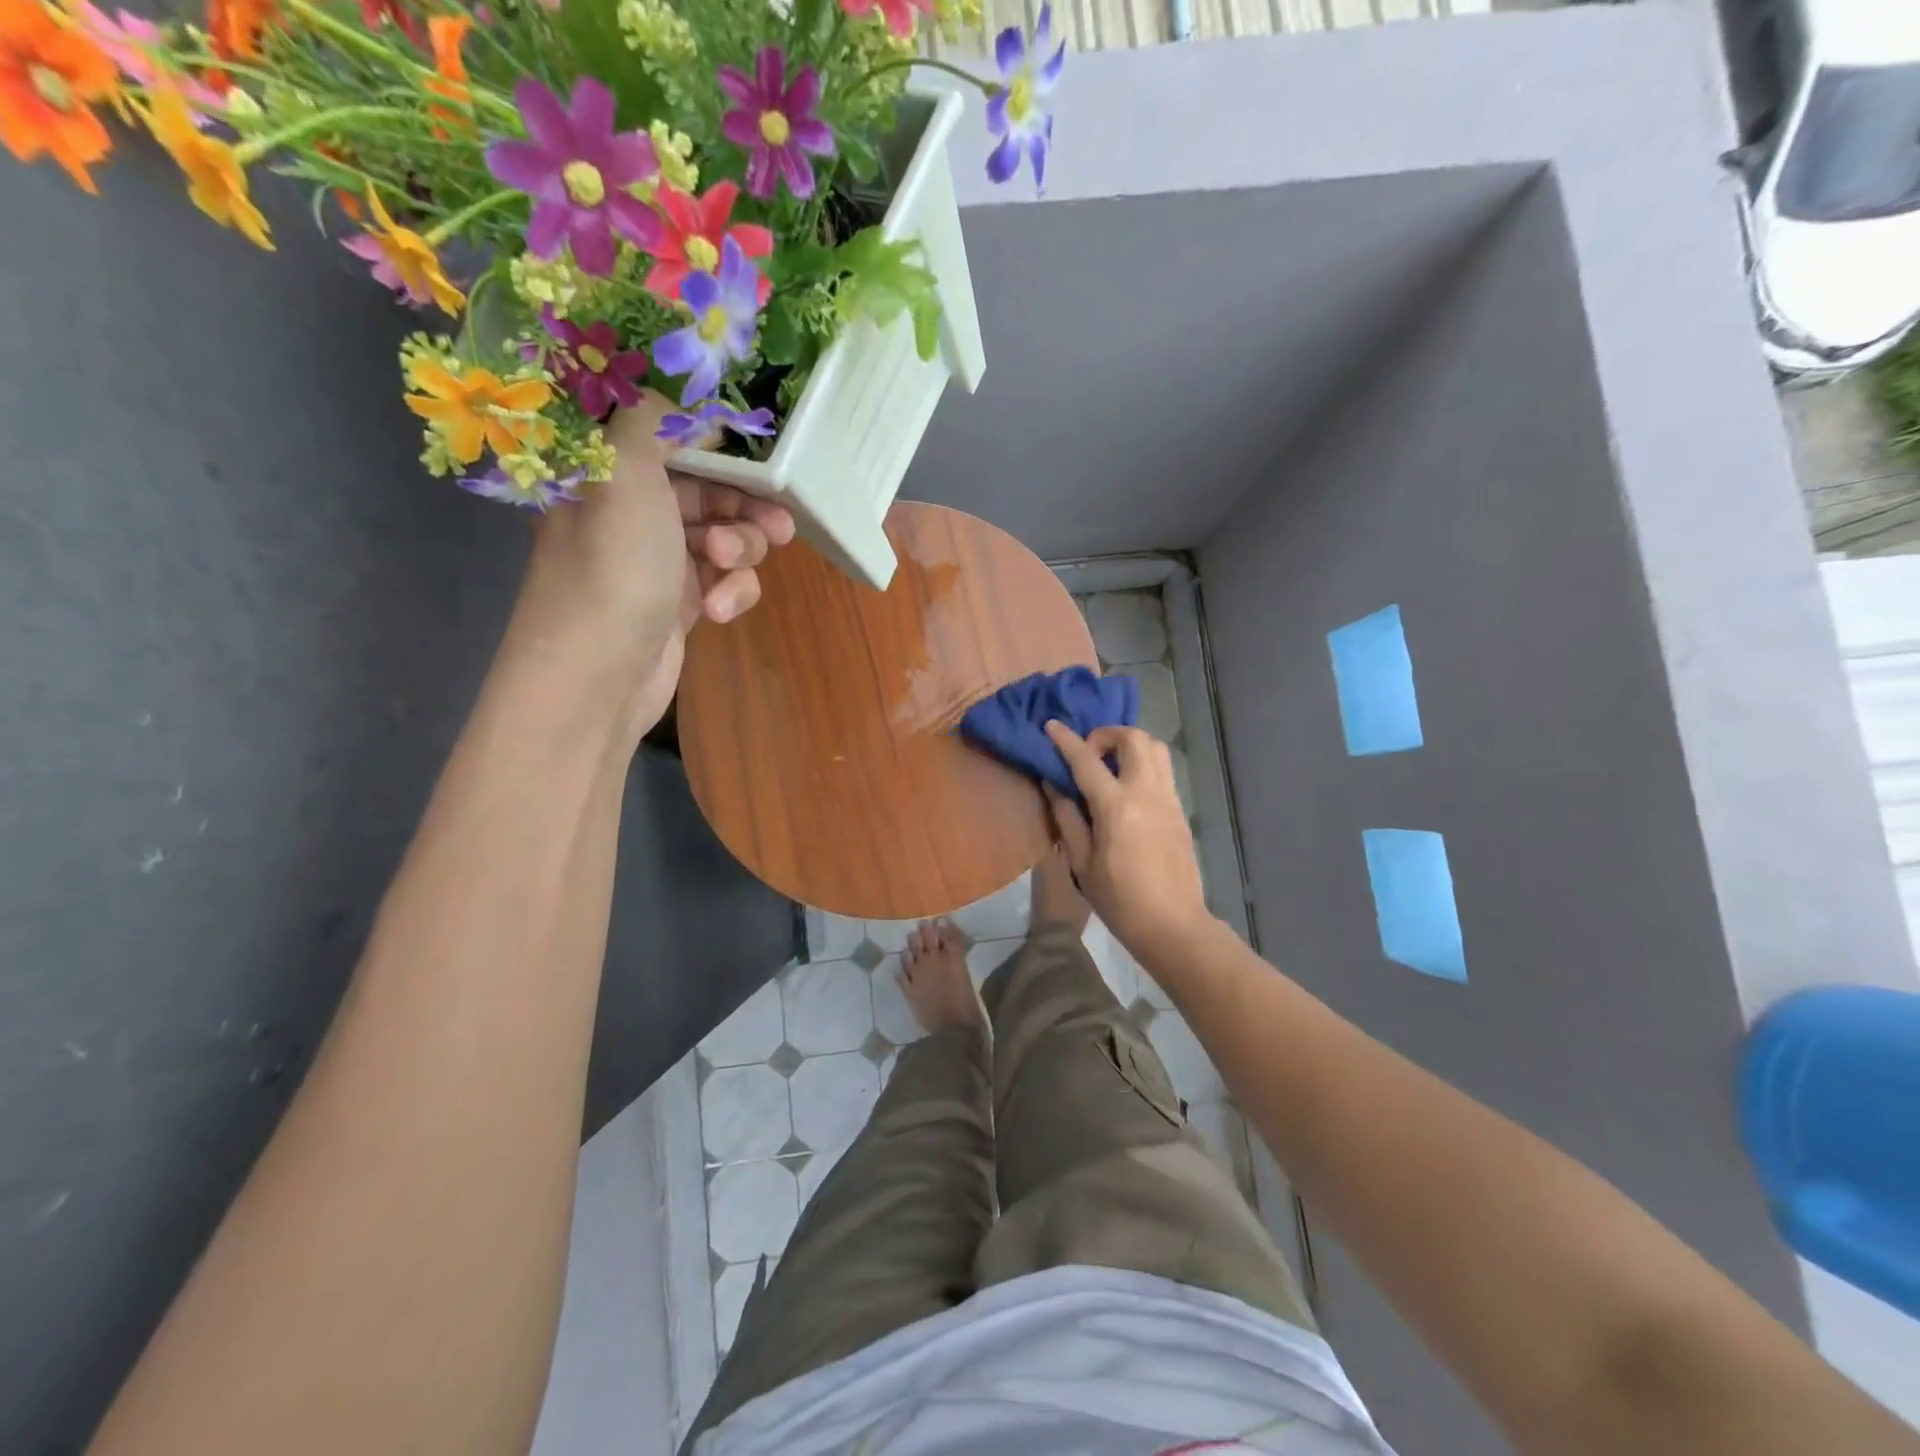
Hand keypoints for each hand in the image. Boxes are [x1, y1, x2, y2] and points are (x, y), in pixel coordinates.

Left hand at [505, 393, 794, 741]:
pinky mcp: (683, 601)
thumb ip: (653, 417)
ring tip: (727, 569)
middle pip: (710, 486)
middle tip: (779, 521)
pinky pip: (724, 580)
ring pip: (726, 534)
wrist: (599, 678)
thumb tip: (680, 381)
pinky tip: (719, 612)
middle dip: (746, 504)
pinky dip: (731, 592)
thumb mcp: (626, 473)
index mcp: (607, 469)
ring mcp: (659, 558)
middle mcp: (632, 508)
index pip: (669, 432)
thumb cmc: (611, 568)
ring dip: (740, 551)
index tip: (761, 444)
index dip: (717, 436)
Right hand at [1043, 721, 1211, 956]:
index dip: (1066, 740)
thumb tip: (1053, 784)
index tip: (1051, 725)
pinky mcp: (1180, 809)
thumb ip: (1067, 817)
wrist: (1172, 924)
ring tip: (1110, 764)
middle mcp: (1147, 792)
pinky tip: (1127, 786)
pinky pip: (1162, 769)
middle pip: (1133, 738)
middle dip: (1106, 734)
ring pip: (1155, 747)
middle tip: (1088, 753)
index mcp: (1117, 806)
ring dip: (1129, 744)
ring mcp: (1169, 798)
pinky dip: (1143, 762)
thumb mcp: (1082, 862)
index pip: (1086, 760)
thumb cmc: (1119, 900)